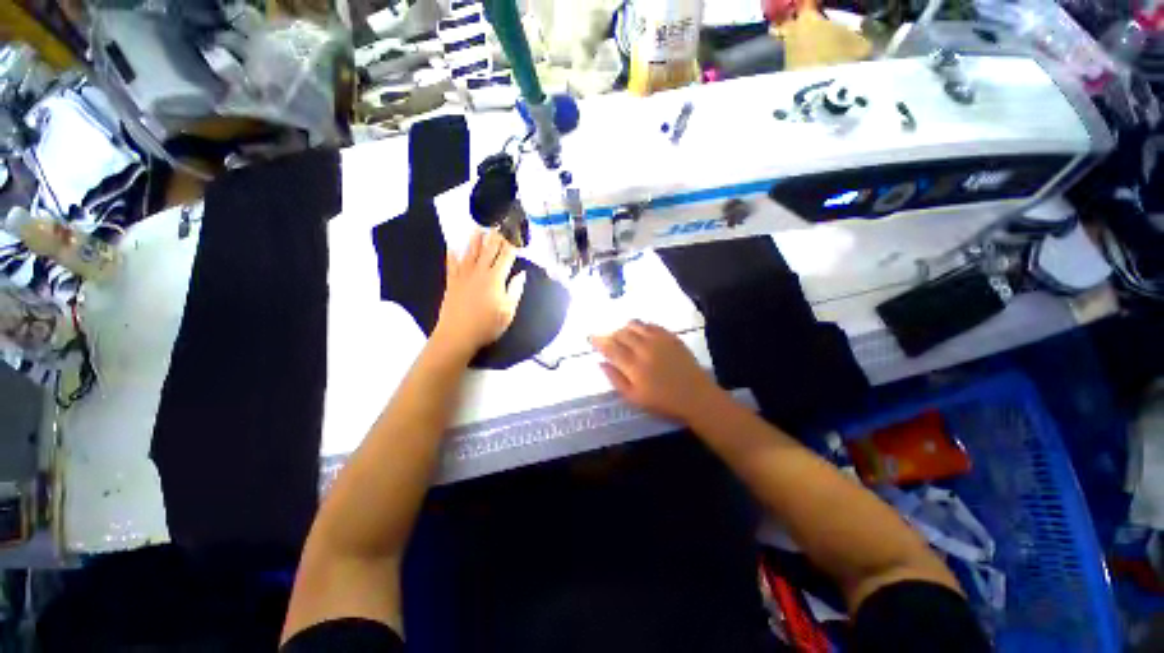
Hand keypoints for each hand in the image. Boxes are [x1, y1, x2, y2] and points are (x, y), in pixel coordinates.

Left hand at [433, 230, 525, 356]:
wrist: (457, 335)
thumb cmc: (487, 325)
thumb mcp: (508, 311)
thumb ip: (515, 291)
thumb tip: (521, 274)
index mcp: (496, 279)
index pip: (506, 257)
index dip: (512, 244)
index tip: (515, 233)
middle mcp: (479, 272)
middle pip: (489, 250)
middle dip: (495, 236)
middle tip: (499, 224)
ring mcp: (463, 275)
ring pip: (470, 252)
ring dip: (475, 239)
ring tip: (479, 227)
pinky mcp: (451, 282)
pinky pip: (451, 264)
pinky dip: (452, 254)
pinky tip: (452, 246)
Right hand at [590, 320, 725, 423]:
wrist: (696, 397)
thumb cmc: (663, 402)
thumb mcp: (634, 398)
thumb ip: (615, 379)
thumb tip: (601, 362)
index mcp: (633, 365)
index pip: (610, 347)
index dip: (598, 341)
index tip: (590, 337)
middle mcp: (644, 348)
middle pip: (621, 333)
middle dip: (611, 334)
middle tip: (609, 340)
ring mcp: (659, 340)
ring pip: (635, 325)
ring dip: (625, 328)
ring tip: (623, 336)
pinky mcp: (671, 337)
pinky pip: (651, 324)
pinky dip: (642, 326)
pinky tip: (641, 333)